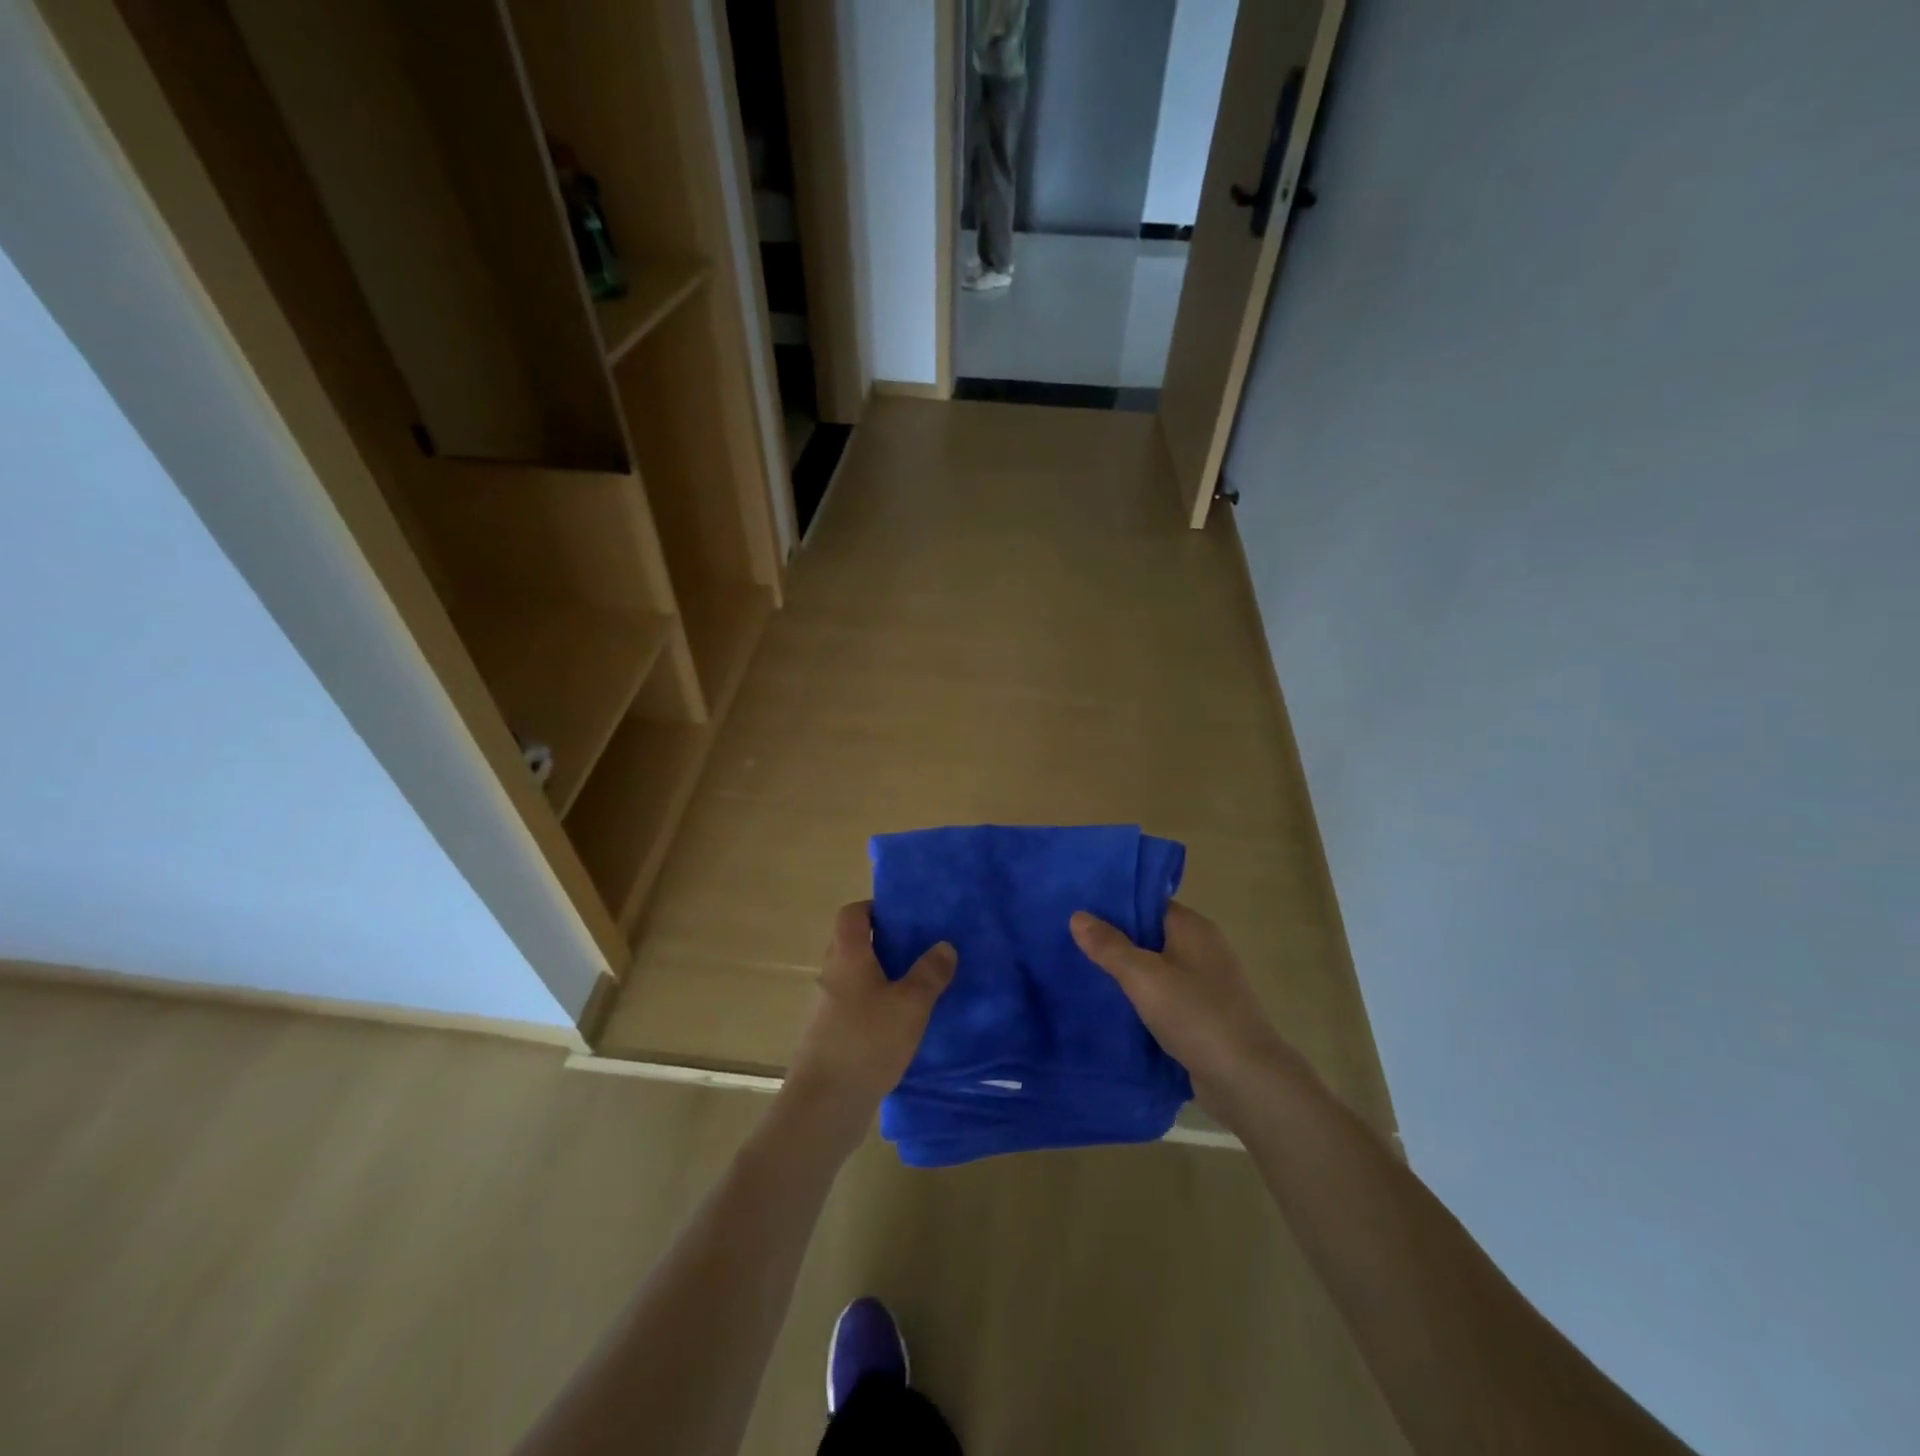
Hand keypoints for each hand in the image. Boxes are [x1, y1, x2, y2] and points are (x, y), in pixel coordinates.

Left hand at [781, 902, 956, 1153]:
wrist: (824, 1106)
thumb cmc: (867, 1042)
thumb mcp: (910, 1004)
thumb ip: (929, 973)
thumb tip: (944, 945)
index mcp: (847, 956)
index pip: (852, 914)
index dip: (874, 908)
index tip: (904, 916)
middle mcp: (832, 975)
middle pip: (854, 944)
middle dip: (885, 943)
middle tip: (920, 949)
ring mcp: (828, 1008)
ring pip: (857, 979)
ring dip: (883, 978)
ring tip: (919, 986)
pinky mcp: (831, 1037)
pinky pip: (857, 1007)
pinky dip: (877, 1006)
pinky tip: (904, 1024)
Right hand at [1070, 903, 1298, 1128]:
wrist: (1246, 1079)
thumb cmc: (1195, 1015)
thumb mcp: (1144, 977)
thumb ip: (1109, 946)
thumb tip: (1077, 915)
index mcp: (1193, 927)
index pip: (1147, 903)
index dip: (1113, 905)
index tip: (1077, 910)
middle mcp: (1202, 947)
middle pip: (1149, 934)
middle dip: (1114, 940)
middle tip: (1070, 942)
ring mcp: (1205, 982)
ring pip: (1155, 967)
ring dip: (1126, 972)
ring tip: (1082, 972)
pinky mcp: (1203, 1013)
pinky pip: (1164, 995)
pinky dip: (1141, 998)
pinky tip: (1112, 1006)